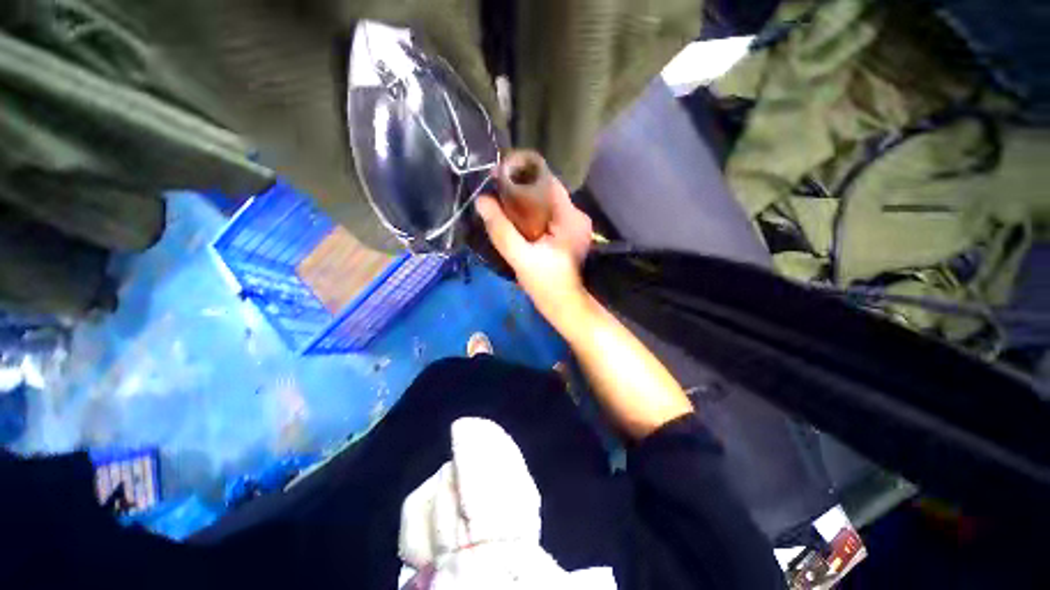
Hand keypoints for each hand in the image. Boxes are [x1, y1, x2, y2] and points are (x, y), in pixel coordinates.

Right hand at [475, 182, 592, 327]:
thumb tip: (482, 201)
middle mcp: (577, 216)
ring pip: (546, 205)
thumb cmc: (546, 285)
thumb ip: (501, 230)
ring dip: (525, 204)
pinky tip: (516, 223)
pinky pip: (548, 217)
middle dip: (520, 191)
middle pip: (546, 193)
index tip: (497, 176)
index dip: (522, 175)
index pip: (548, 182)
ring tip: (501, 206)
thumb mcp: (521, 258)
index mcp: (571, 217)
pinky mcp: (569, 236)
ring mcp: (574, 227)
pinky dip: (532, 217)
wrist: (566, 307)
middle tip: (495, 194)